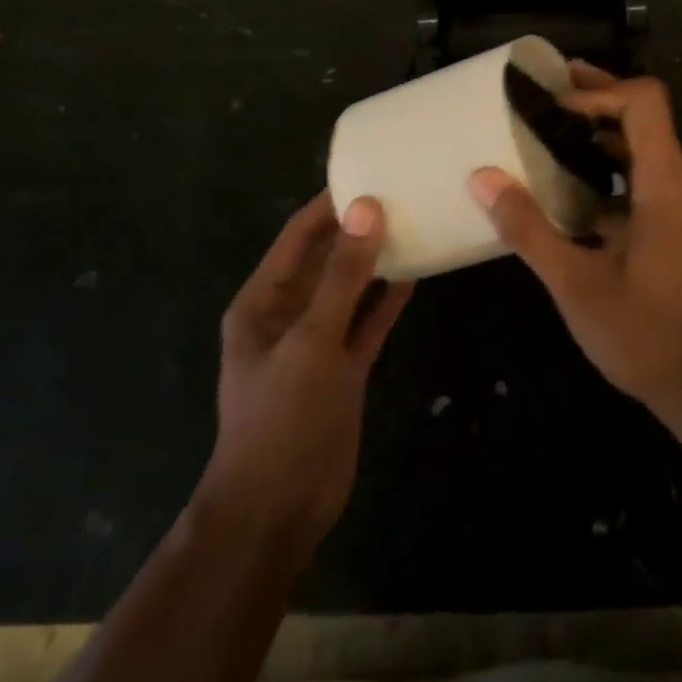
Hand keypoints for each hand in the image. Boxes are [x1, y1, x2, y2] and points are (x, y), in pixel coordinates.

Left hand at [196, 192, 412, 551]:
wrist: (278, 509)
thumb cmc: (282, 418)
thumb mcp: (312, 340)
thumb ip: (343, 276)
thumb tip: (367, 209)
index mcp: (264, 301)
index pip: (299, 236)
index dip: (330, 203)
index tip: (370, 171)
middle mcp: (289, 313)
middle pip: (327, 257)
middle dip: (358, 227)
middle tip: (403, 191)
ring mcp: (318, 341)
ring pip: (351, 287)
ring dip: (377, 260)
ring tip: (416, 221)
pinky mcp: (343, 367)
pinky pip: (367, 320)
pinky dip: (388, 299)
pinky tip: (417, 273)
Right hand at [469, 63, 681, 426]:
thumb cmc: (644, 336)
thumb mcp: (575, 284)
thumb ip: (528, 229)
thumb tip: (482, 179)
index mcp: (666, 185)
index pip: (646, 102)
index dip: (600, 93)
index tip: (554, 106)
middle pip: (646, 118)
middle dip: (597, 100)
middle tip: (546, 94)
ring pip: (645, 149)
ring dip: (601, 136)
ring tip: (550, 134)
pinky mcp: (679, 229)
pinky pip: (644, 180)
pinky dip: (609, 171)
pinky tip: (569, 191)